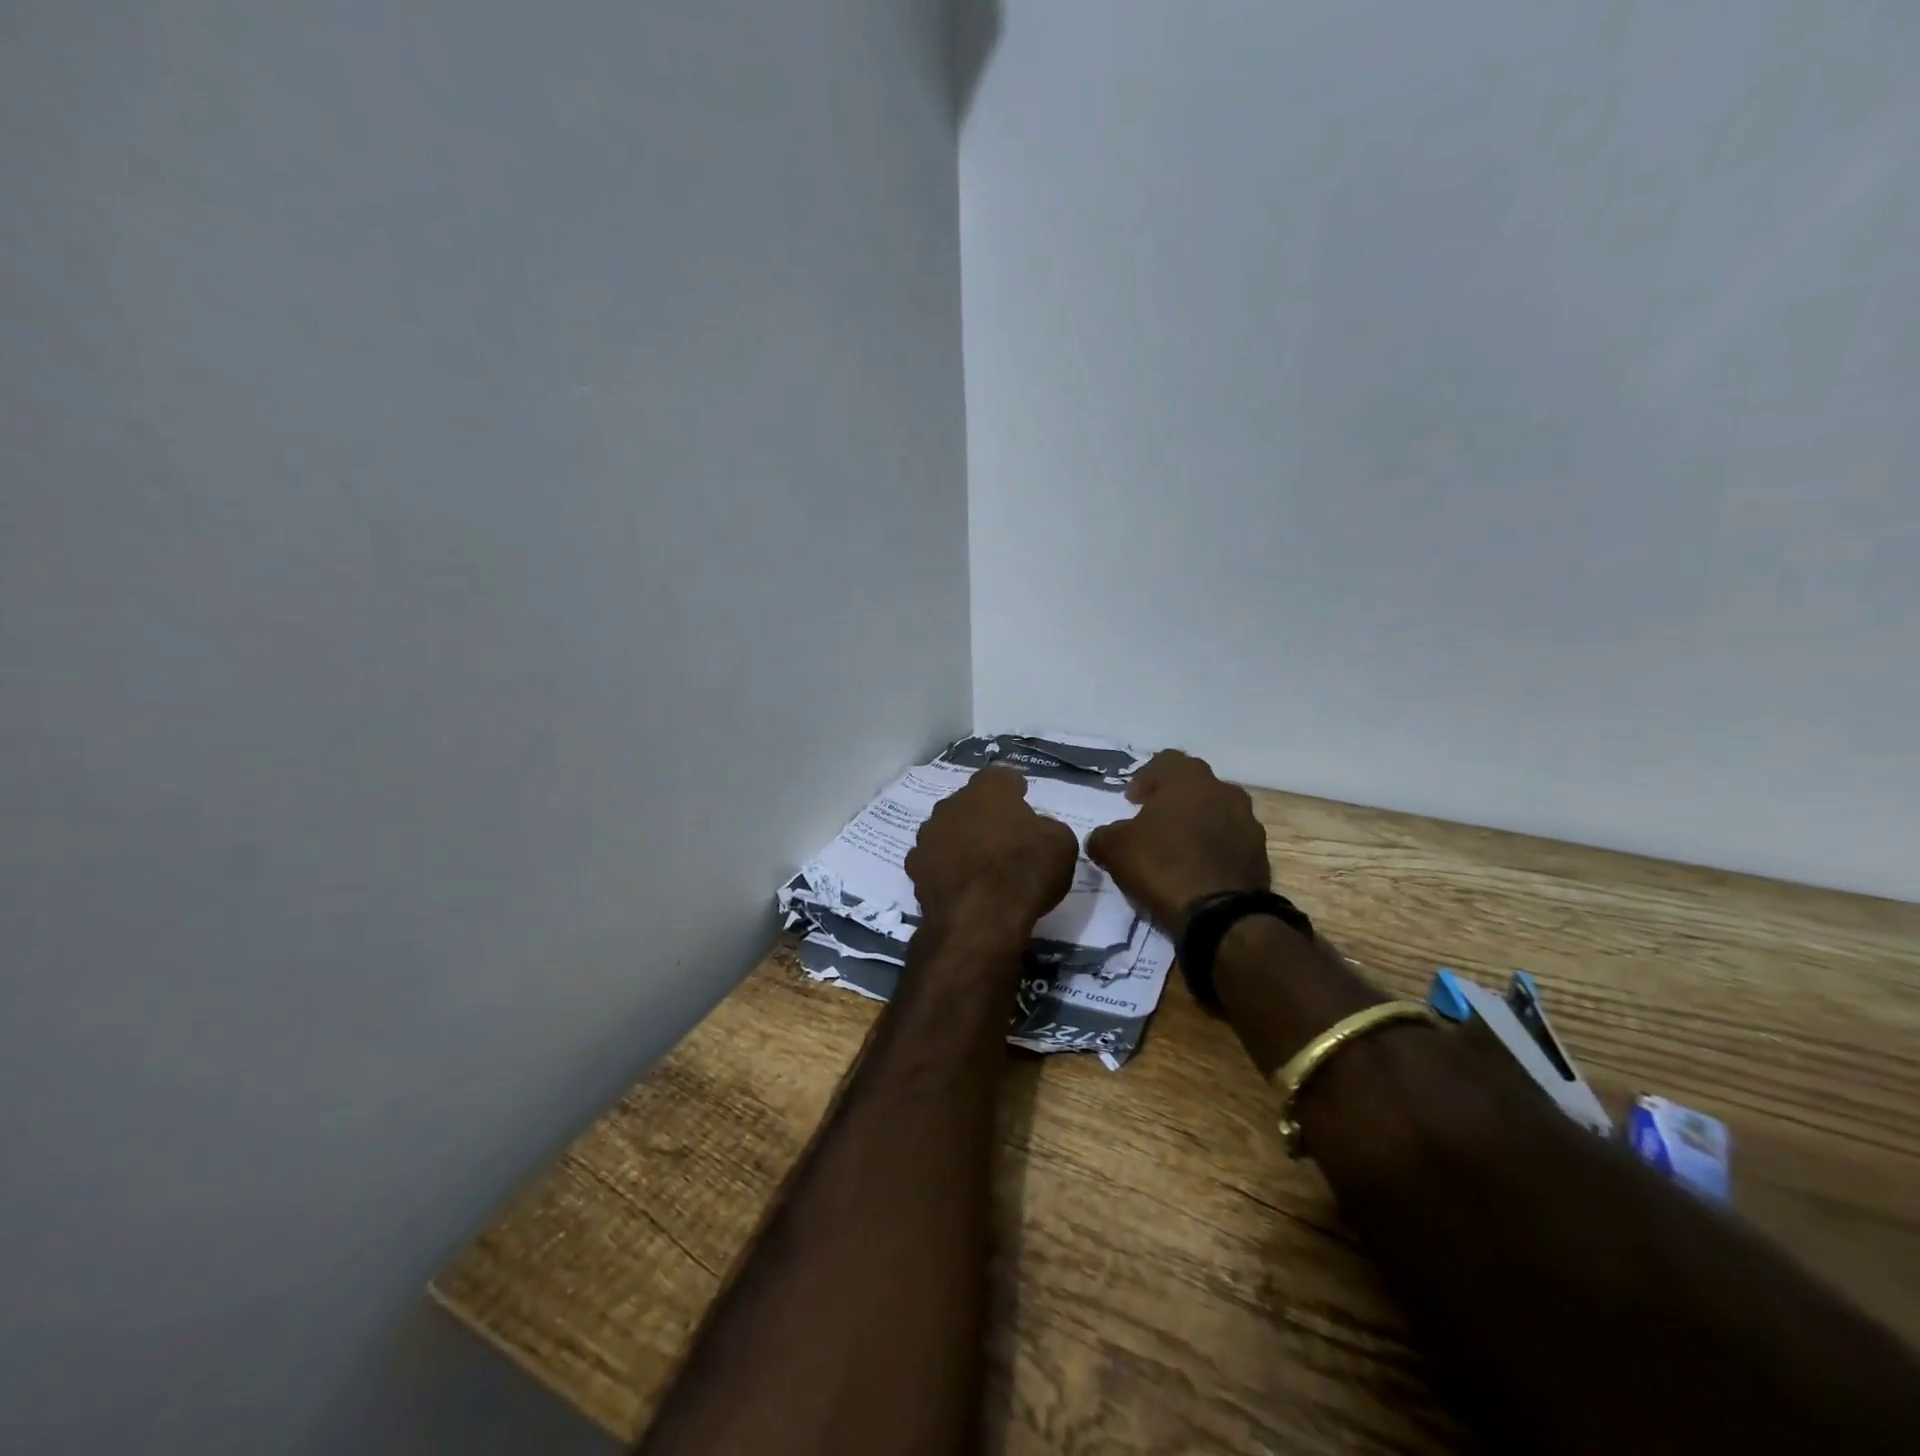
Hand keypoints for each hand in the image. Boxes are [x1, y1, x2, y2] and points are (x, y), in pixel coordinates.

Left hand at [906, 766, 1078, 942]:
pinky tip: (961, 887)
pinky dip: (946, 869)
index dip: (1013, 791)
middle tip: (1004, 839)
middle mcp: (952, 804)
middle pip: (970, 804)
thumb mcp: (1061, 845)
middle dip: (984, 817)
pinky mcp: (914, 867)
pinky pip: (934, 860)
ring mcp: (928, 835)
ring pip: (947, 830)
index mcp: (989, 789)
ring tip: (980, 866)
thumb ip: (1047, 828)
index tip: (1022, 804)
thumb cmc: (1025, 872)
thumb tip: (1037, 831)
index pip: (1000, 778)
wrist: (979, 920)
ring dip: (961, 841)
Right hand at [1086, 751, 1270, 932]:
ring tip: (1177, 849)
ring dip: (1197, 823)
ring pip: (1217, 812)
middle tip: (1153, 821)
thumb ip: (1104, 836)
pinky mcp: (1260, 854)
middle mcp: (1224, 792)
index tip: (1132, 802)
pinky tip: (1197, 870)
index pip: (1166, 760)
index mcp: (1188, 781)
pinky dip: (1214, 848)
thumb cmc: (1163, 867)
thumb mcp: (1115, 850)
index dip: (1146, 778)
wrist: (1221, 916)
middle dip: (1173, 799)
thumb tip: (1102, 838)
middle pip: (1195, 785)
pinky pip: (1231, 841)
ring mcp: (1248, 823)